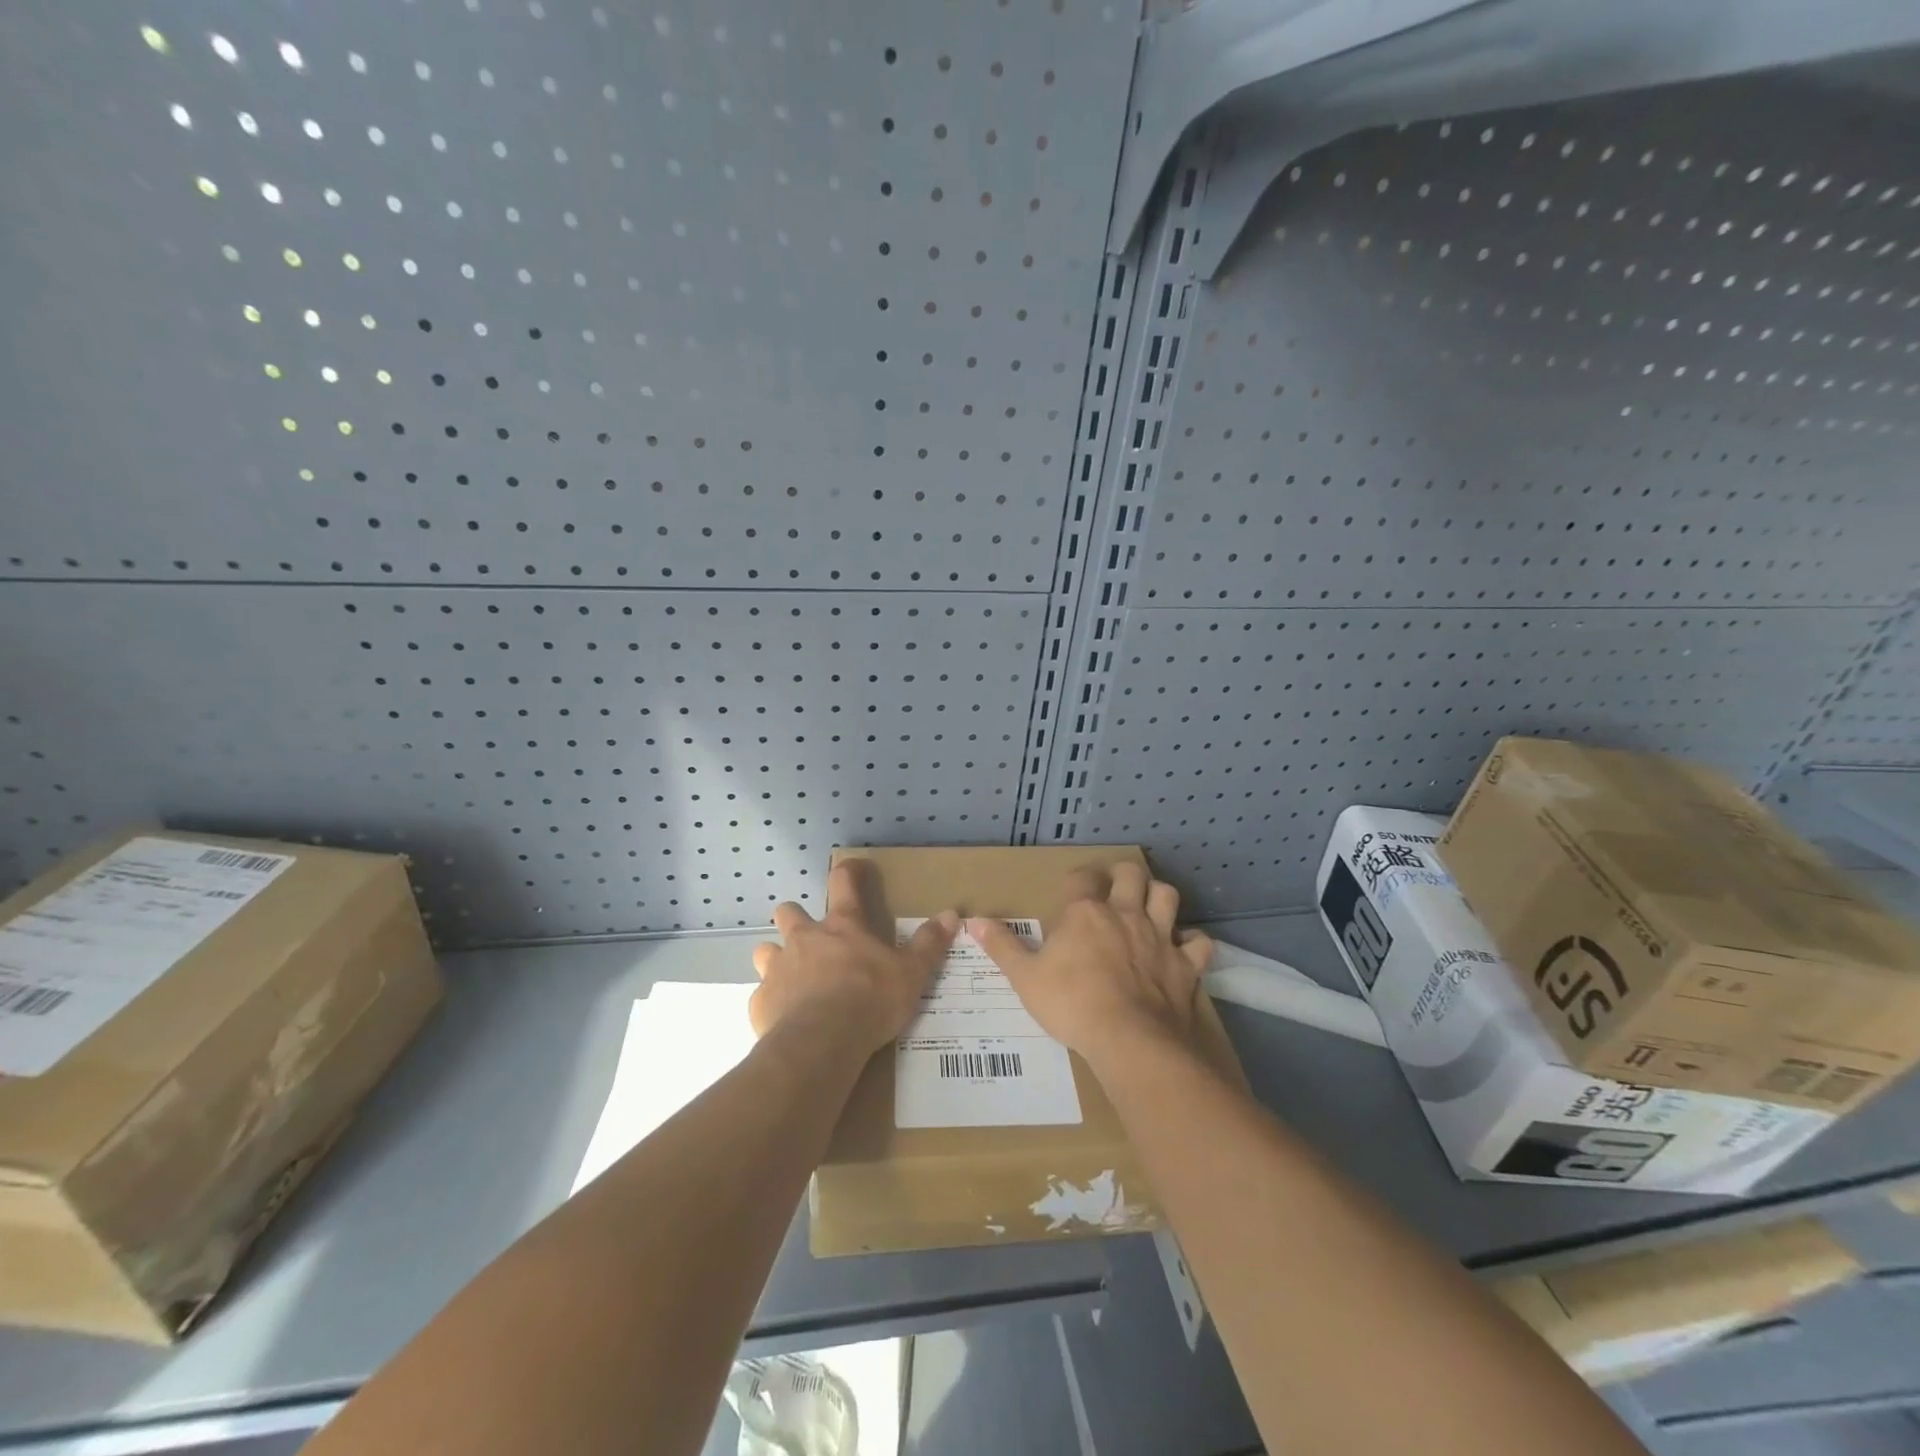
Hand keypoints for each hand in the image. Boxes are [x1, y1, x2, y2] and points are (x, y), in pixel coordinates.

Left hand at [750, 860, 958, 1055]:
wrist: (820, 1043)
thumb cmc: (869, 1000)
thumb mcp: (911, 973)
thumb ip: (928, 944)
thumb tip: (951, 914)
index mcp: (842, 927)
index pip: (843, 882)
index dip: (848, 870)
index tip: (853, 867)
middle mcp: (804, 939)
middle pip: (788, 912)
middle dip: (795, 918)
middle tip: (812, 938)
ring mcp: (777, 969)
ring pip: (765, 951)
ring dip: (777, 959)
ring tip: (793, 979)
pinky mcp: (760, 1003)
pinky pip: (761, 996)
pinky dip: (772, 1003)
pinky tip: (786, 1019)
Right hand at [969, 863, 1212, 1068]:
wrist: (1130, 1040)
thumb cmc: (1071, 1004)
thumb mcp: (1025, 978)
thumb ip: (1001, 947)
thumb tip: (972, 921)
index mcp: (1085, 913)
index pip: (1081, 877)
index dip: (1077, 880)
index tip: (1072, 892)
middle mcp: (1125, 914)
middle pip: (1131, 874)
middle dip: (1123, 876)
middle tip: (1115, 890)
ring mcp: (1160, 937)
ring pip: (1168, 896)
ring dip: (1159, 897)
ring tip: (1150, 909)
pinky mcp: (1186, 965)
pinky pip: (1199, 943)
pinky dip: (1194, 943)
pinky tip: (1184, 950)